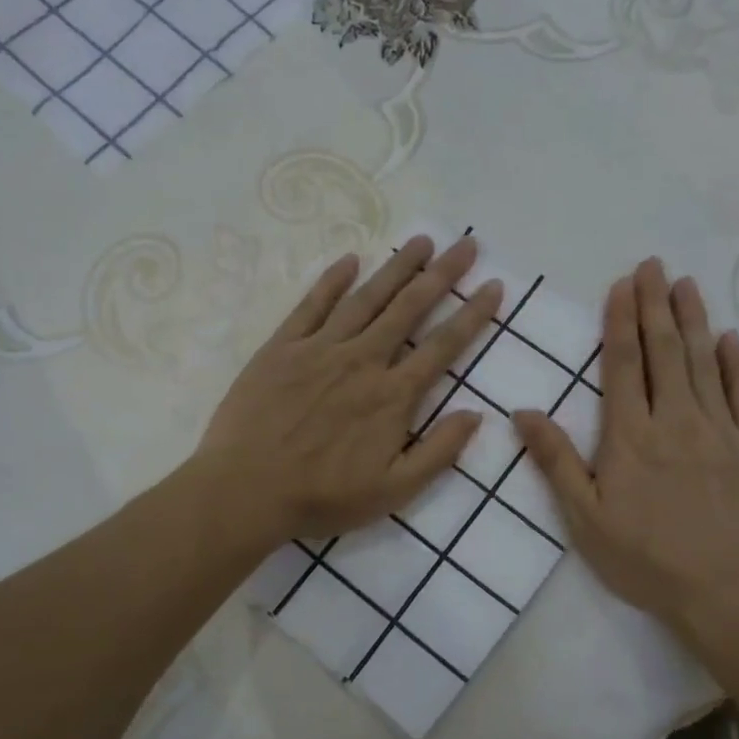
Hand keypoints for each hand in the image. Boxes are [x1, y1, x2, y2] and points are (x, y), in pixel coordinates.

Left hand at [194, 234, 501, 544]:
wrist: (244, 491)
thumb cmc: (322, 497)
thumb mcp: (393, 491)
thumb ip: (438, 452)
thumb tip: (476, 414)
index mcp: (392, 396)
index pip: (443, 346)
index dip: (473, 314)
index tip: (494, 286)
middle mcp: (362, 360)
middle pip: (410, 308)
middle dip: (442, 274)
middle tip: (466, 244)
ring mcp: (320, 349)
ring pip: (366, 298)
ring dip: (397, 268)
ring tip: (422, 241)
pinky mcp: (282, 348)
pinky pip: (311, 305)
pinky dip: (332, 280)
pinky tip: (350, 259)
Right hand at [514, 258, 738, 651]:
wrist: (727, 592)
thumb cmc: (646, 558)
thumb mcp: (585, 518)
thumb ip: (556, 460)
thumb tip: (522, 412)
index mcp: (630, 435)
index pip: (622, 364)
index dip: (620, 321)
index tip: (622, 284)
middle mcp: (676, 419)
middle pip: (665, 351)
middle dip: (655, 304)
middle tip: (653, 265)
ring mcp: (721, 430)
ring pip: (705, 362)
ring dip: (694, 320)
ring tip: (686, 284)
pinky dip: (737, 363)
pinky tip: (731, 338)